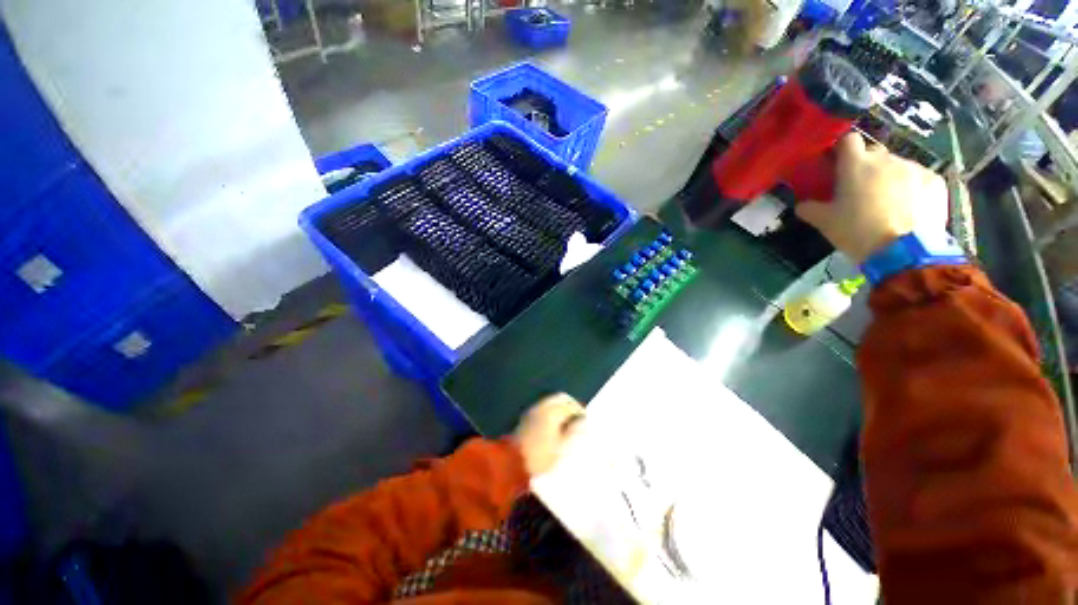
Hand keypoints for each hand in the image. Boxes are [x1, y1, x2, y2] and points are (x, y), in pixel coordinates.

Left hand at [512, 394, 584, 476]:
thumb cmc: (539, 456)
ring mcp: (533, 410)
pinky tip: (554, 422)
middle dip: (571, 404)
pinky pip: (543, 406)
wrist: (512, 461)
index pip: (571, 406)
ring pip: (551, 401)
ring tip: (567, 420)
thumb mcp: (560, 447)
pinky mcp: (527, 416)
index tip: (585, 419)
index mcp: (553, 412)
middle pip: (561, 398)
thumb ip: (573, 432)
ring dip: (561, 406)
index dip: (580, 411)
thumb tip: (582, 422)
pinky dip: (552, 409)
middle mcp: (543, 406)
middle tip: (577, 416)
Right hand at [796, 133, 949, 263]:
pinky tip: (908, 209)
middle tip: (860, 190)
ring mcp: (913, 168)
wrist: (903, 251)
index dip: (842, 150)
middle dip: (866, 167)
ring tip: (887, 204)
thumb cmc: (857, 231)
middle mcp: (886, 159)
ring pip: (897, 167)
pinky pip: (918, 179)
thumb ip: (810, 209)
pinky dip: (912, 188)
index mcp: (856, 165)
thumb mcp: (824, 223)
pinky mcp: (934, 180)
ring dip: (889, 179)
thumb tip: (803, 204)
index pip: (848, 140)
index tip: (838, 164)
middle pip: (874, 154)